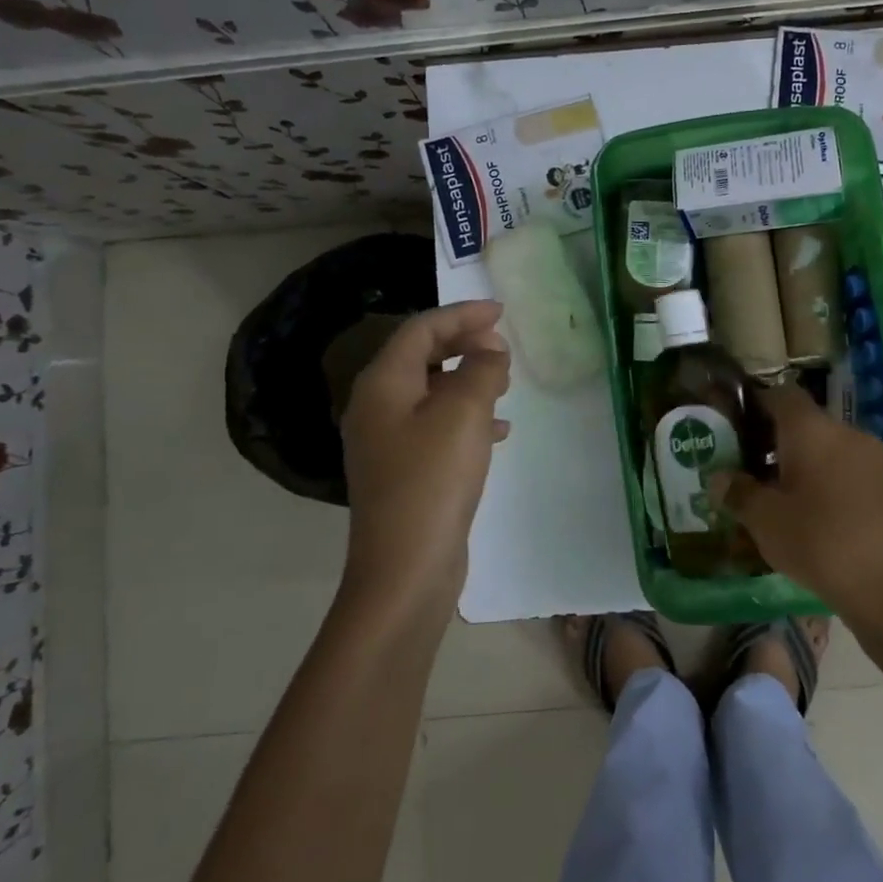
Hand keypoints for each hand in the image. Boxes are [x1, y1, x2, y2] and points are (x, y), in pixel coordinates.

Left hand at [340, 301, 510, 611]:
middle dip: (463, 344)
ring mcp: (387, 442)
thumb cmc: (433, 480)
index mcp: (383, 384)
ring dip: (468, 379)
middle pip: (421, 357)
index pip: (421, 329)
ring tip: (505, 382)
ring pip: (431, 392)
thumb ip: (481, 370)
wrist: (405, 569)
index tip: (501, 312)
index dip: (462, 314)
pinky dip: (466, 417)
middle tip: (503, 344)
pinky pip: (436, 426)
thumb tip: (490, 347)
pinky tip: (498, 431)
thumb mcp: (464, 414)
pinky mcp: (403, 471)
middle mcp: (377, 406)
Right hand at [709, 383, 882, 619]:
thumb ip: (738, 492)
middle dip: (774, 439)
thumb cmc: (819, 542)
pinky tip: (810, 514)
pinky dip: (824, 480)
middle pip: (804, 421)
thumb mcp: (764, 520)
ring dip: (800, 462)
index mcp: (812, 429)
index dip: (755, 403)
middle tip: (747, 467)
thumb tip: (719, 478)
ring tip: (775, 495)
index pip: (780, 394)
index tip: (734, 426)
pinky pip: (846, 469)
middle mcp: (845, 433)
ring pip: (826, 447)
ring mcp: (872, 459)